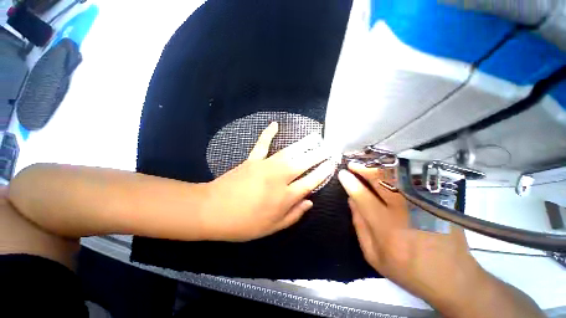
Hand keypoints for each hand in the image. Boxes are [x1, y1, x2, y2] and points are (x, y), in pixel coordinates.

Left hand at [202, 122, 333, 241]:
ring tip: (315, 136)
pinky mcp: (252, 160)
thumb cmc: (243, 224)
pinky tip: (275, 124)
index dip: (323, 172)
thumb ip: (294, 214)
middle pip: (304, 163)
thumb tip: (310, 202)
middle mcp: (279, 178)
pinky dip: (268, 133)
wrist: (212, 211)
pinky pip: (262, 144)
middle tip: (329, 147)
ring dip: (303, 143)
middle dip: (319, 154)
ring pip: (289, 152)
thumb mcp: (272, 227)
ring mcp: (265, 166)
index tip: (332, 164)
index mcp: (285, 197)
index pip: (311, 181)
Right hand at [338, 163, 488, 312]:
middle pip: (380, 180)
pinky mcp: (435, 202)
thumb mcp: (374, 256)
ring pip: (396, 176)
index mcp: (385, 226)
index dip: (350, 182)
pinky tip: (388, 169)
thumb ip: (360, 226)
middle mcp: (403, 210)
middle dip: (363, 169)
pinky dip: (397, 172)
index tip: (342, 173)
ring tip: (367, 165)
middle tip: (353, 164)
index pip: (362, 196)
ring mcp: (422, 203)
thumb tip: (352, 201)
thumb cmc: (407, 269)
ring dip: (378, 167)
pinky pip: (412, 180)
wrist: (451, 278)